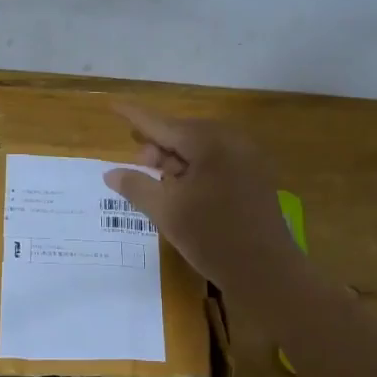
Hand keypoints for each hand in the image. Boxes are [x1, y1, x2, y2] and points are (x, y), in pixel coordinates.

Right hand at [103, 103, 302, 293]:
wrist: (266, 271)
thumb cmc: (212, 237)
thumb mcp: (166, 212)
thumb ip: (136, 186)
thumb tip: (110, 173)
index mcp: (209, 143)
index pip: (163, 125)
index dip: (135, 117)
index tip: (113, 105)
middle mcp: (232, 141)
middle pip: (184, 134)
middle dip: (158, 147)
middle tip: (139, 166)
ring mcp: (248, 158)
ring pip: (201, 149)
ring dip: (176, 162)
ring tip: (160, 184)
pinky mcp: (256, 177)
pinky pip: (218, 162)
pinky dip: (196, 171)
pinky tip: (184, 192)